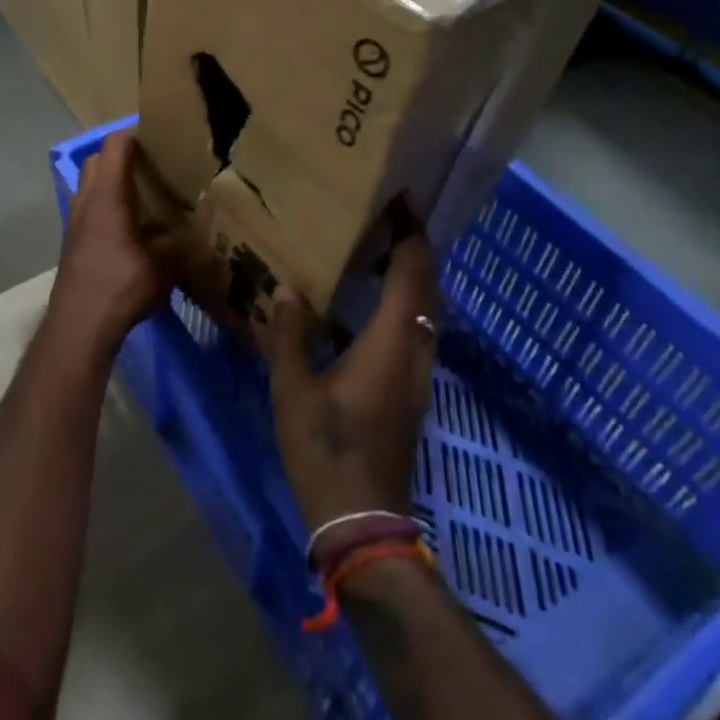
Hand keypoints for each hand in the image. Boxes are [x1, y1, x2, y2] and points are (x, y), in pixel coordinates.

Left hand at [51, 131, 168, 350]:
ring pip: (89, 186)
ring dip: (110, 183)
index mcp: (107, 196)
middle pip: (97, 161)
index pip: (115, 146)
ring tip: (142, 197)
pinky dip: (105, 207)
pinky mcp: (72, 242)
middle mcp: (85, 201)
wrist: (79, 325)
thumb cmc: (121, 286)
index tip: (161, 140)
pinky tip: (128, 229)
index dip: (136, 136)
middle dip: (121, 157)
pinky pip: (88, 209)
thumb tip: (199, 238)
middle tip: (152, 168)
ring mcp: (74, 222)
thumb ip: (181, 246)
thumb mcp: (164, 267)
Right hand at [257, 233, 438, 529]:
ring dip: (413, 279)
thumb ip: (290, 336)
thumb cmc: (325, 448)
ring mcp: (419, 377)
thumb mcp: (292, 389)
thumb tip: (289, 291)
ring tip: (378, 255)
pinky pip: (419, 333)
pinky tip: (371, 310)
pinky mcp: (413, 394)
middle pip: (430, 289)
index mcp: (391, 343)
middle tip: (385, 222)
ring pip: (429, 313)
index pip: (413, 274)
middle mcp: (416, 353)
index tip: (399, 202)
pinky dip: (407, 307)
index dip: (410, 235)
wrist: (360, 517)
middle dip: (415, 251)